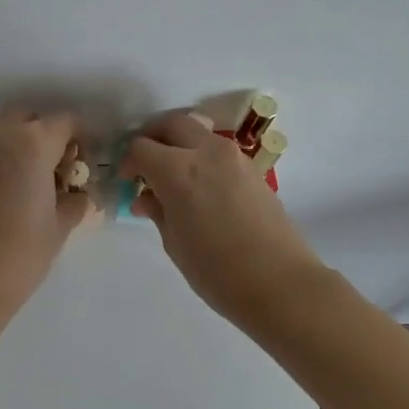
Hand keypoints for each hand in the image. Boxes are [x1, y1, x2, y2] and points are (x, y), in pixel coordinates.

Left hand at [0, 108, 95, 314]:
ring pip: (5, 130)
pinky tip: (10, 193)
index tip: (88, 164)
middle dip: (50, 136)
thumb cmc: (19, 254)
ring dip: (23, 144)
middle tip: (61, 171)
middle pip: (31, 119)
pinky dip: (2, 158)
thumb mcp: (60, 227)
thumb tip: (78, 196)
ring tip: (35, 183)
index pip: (66, 122)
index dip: (83, 139)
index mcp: (31, 143)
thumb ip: (74, 201)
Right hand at [120, 111, 327, 325]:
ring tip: (172, 176)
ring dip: (180, 144)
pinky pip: (218, 151)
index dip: (128, 162)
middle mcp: (206, 152)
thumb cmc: (216, 270)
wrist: (280, 283)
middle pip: (172, 124)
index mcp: (178, 170)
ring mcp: (234, 158)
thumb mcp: (174, 243)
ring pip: (198, 132)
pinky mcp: (253, 169)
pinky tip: (199, 187)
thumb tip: (147, 198)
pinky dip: (201, 157)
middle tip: (145, 164)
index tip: (128, 182)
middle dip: (153, 138)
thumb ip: (157, 211)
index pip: (141, 147)